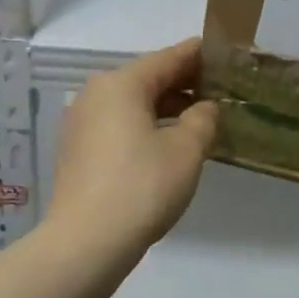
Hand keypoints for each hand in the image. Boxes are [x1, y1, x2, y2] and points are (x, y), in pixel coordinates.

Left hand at [48, 38, 219, 249]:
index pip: (168, 58)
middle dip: (182, 83)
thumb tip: (205, 108)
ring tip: (197, 119)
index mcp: (121, 84)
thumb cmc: (142, 187)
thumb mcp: (186, 151)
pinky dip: (143, 125)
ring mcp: (81, 122)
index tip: (222, 55)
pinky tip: (164, 143)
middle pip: (146, 78)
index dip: (198, 56)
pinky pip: (116, 124)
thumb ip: (202, 120)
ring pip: (131, 103)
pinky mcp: (76, 149)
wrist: (85, 242)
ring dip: (164, 107)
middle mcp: (95, 94)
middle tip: (217, 90)